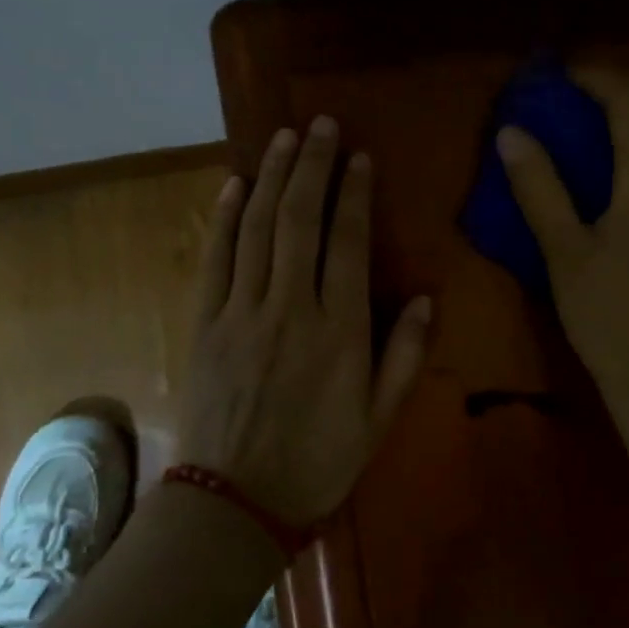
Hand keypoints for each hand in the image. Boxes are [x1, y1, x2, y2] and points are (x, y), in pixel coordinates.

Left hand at [180, 117, 432, 527]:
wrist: (234, 502)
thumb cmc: (317, 462)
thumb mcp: (379, 419)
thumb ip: (404, 356)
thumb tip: (424, 298)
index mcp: (339, 331)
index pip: (348, 243)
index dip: (354, 194)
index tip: (359, 157)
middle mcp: (289, 308)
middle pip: (300, 220)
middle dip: (312, 166)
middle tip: (321, 125)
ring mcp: (241, 312)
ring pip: (257, 229)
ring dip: (271, 177)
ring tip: (283, 137)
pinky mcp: (205, 323)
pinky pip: (215, 258)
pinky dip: (224, 217)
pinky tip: (234, 184)